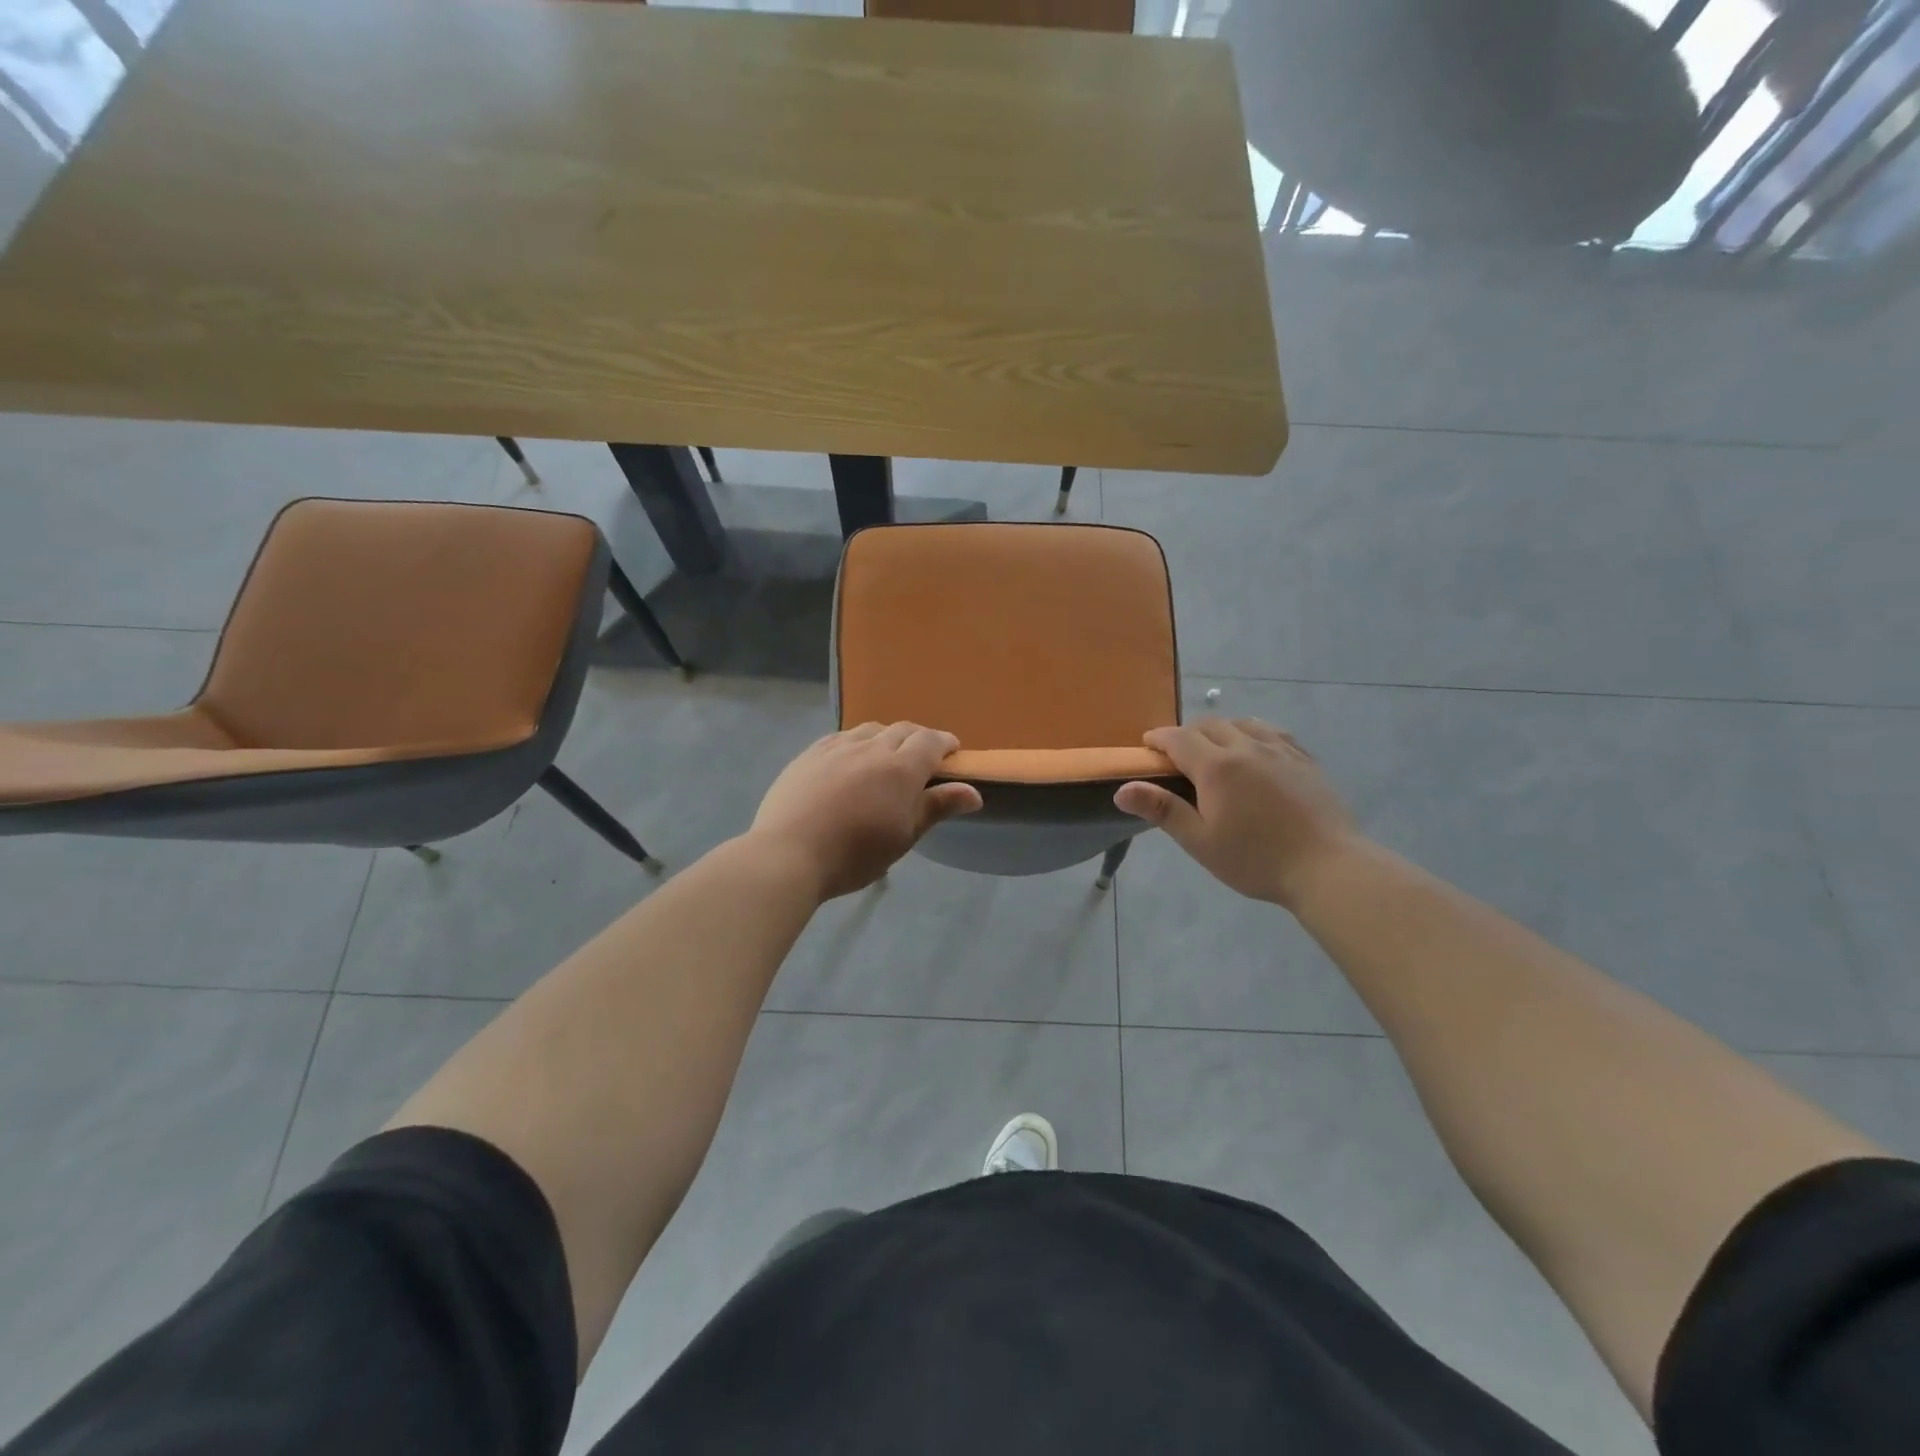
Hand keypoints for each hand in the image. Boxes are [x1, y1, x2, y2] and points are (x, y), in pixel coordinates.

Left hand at [750, 722, 983, 899]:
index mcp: (902, 768)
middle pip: (903, 730)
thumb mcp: (904, 836)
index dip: (946, 743)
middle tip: (923, 757)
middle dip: (918, 739)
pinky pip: (842, 737)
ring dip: (887, 737)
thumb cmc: (855, 854)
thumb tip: (975, 792)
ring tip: (886, 756)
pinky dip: (857, 742)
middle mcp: (873, 748)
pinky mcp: (811, 753)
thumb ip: (938, 807)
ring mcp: (838, 747)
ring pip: (871, 729)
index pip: (931, 741)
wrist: (789, 853)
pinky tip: (851, 757)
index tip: (953, 752)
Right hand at [1114, 718, 1361, 908]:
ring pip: (1243, 723)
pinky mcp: (1305, 760)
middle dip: (1188, 734)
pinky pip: (1273, 733)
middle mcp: (1246, 747)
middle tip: (1178, 755)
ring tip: (1216, 749)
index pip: (1178, 739)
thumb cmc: (1256, 859)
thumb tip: (1122, 789)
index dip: (1158, 738)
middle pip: (1210, 725)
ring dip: (1221, 730)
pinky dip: (1253, 734)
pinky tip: (1256, 750)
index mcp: (1216, 767)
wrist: (1327, 867)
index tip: (1147, 745)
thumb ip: (1162, 810)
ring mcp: (1280, 750)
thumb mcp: (1200, 841)